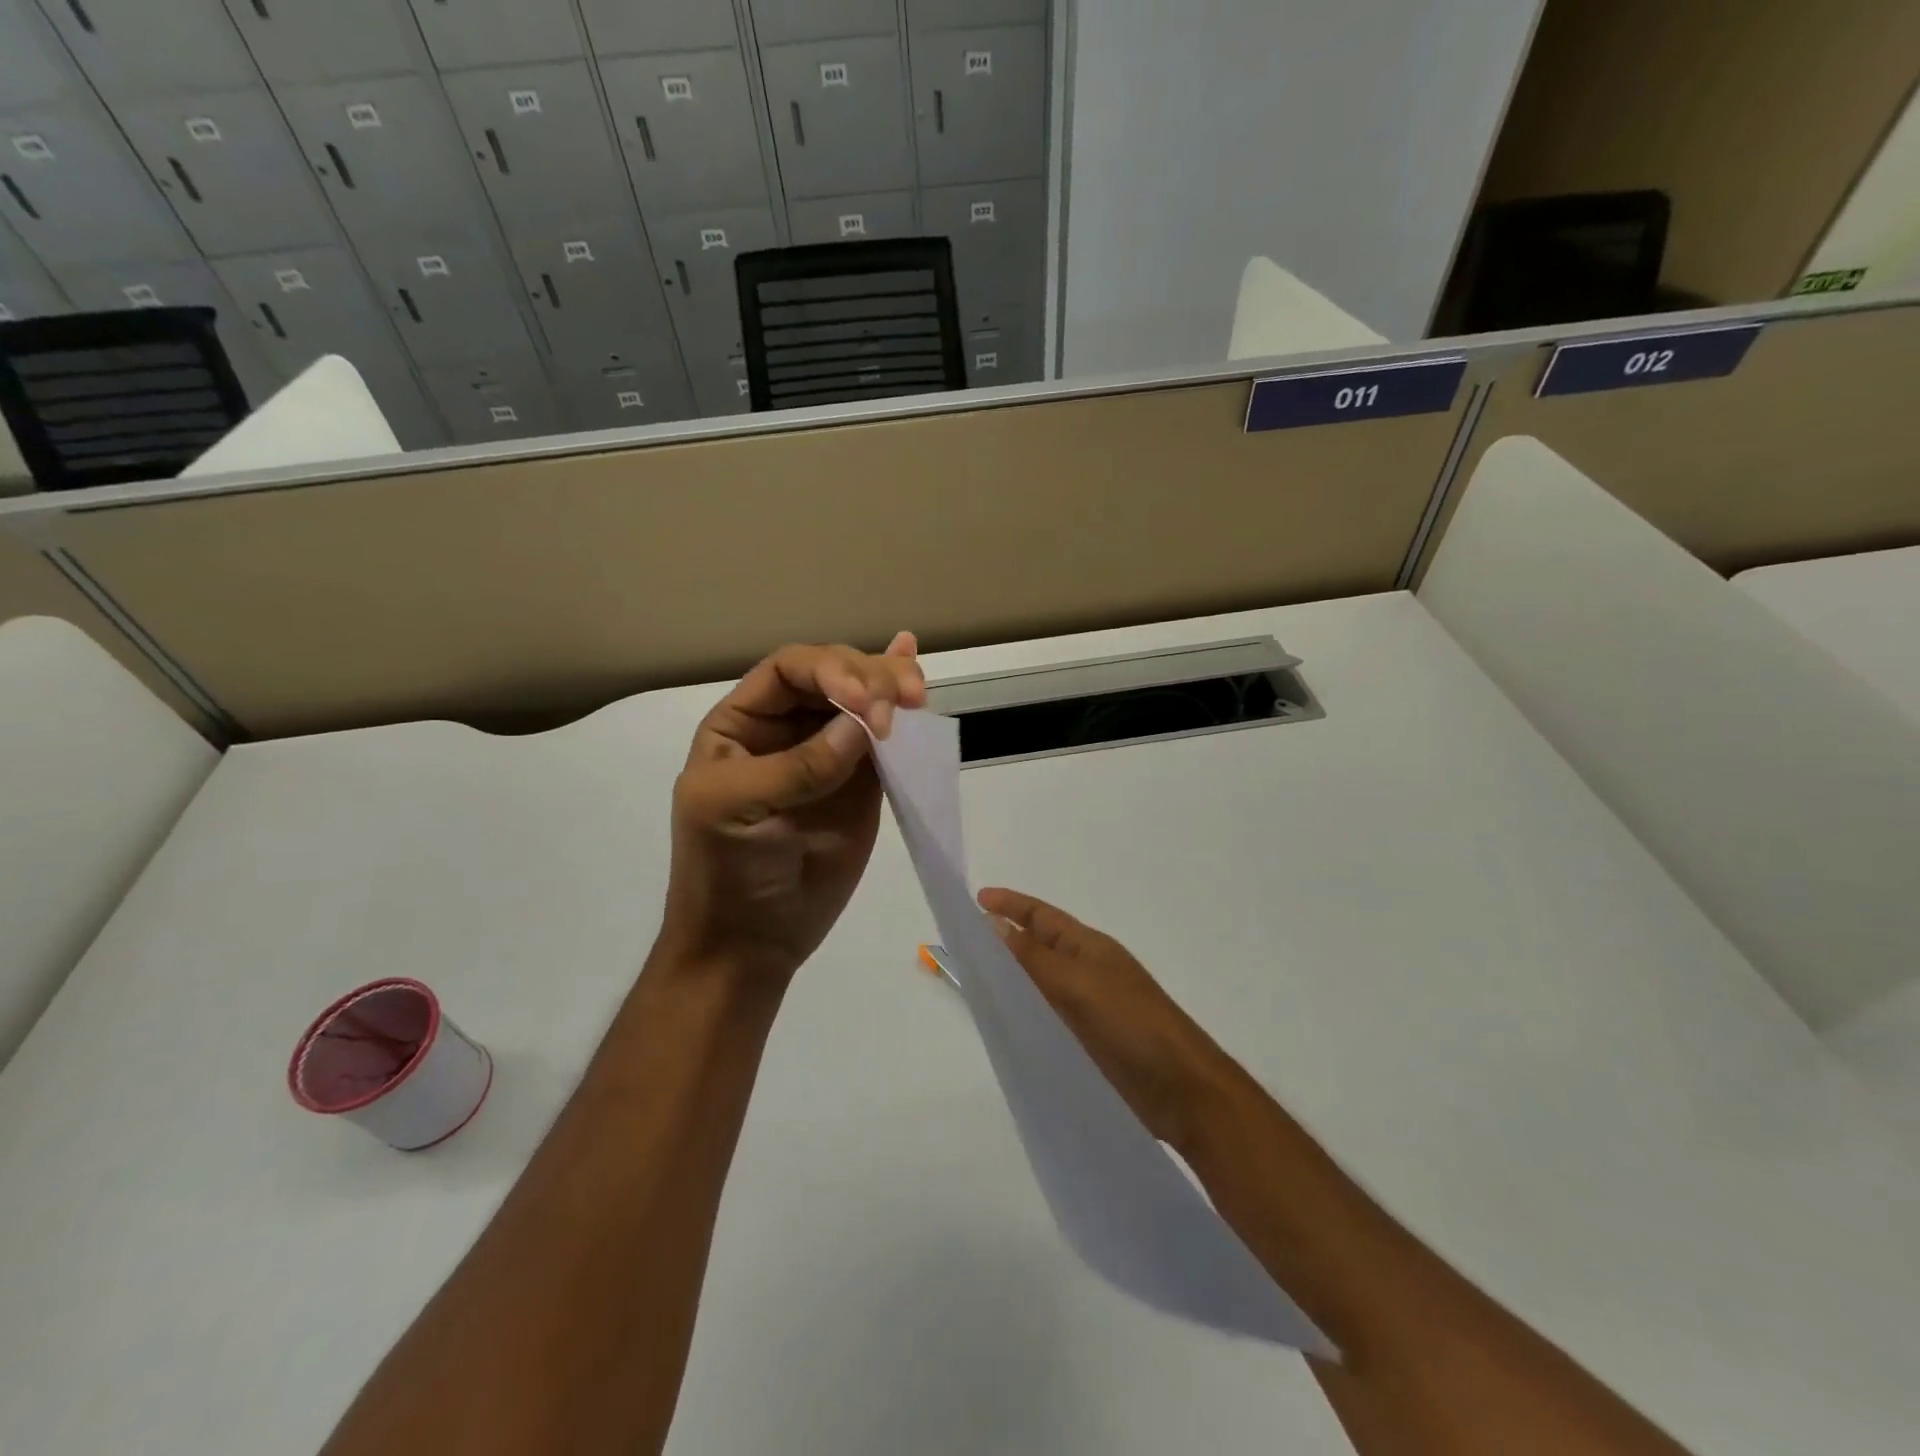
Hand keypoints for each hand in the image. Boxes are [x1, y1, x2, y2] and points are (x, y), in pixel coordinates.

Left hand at [659, 635, 926, 985]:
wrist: (752, 942)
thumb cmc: (725, 872)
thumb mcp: (735, 809)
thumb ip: (798, 766)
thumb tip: (863, 725)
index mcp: (743, 723)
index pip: (789, 670)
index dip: (828, 670)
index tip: (860, 700)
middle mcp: (788, 728)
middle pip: (834, 675)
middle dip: (870, 678)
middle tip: (903, 702)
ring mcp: (830, 754)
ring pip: (866, 700)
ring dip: (893, 686)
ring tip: (916, 695)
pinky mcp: (863, 785)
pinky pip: (886, 742)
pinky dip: (903, 713)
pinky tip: (918, 677)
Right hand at [977, 888, 1230, 1151]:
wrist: (1181, 1089)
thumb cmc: (1132, 1023)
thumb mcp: (1077, 983)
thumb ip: (1032, 957)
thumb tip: (992, 923)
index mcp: (1089, 947)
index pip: (1042, 916)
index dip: (1011, 904)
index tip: (977, 899)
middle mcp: (1086, 970)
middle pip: (1038, 946)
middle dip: (1004, 939)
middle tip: (962, 941)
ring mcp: (1088, 1007)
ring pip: (1039, 982)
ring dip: (1011, 977)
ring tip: (972, 980)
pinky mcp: (1087, 1041)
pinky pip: (1046, 1015)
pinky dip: (1023, 1011)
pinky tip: (1002, 1023)